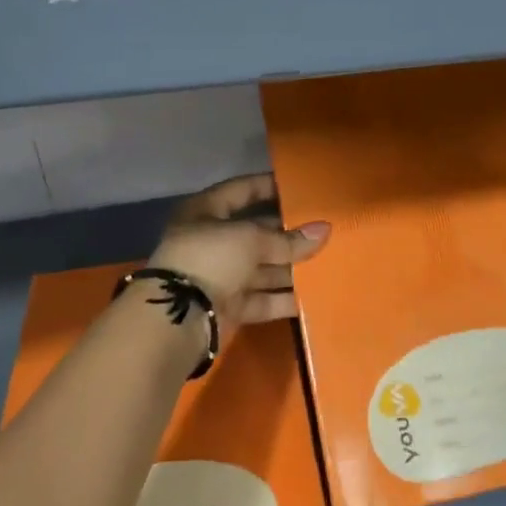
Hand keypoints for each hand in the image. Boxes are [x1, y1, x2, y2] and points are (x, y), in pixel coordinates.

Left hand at [148, 174, 329, 335]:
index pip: (241, 190)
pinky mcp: (228, 308)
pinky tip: (313, 296)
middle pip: (255, 233)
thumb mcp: (250, 240)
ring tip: (327, 262)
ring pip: (261, 268)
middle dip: (287, 234)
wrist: (178, 319)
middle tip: (322, 230)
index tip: (299, 187)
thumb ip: (288, 239)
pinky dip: (283, 298)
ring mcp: (219, 276)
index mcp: (205, 211)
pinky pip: (261, 299)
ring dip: (290, 268)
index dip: (268, 186)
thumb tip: (324, 230)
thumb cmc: (210, 258)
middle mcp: (211, 241)